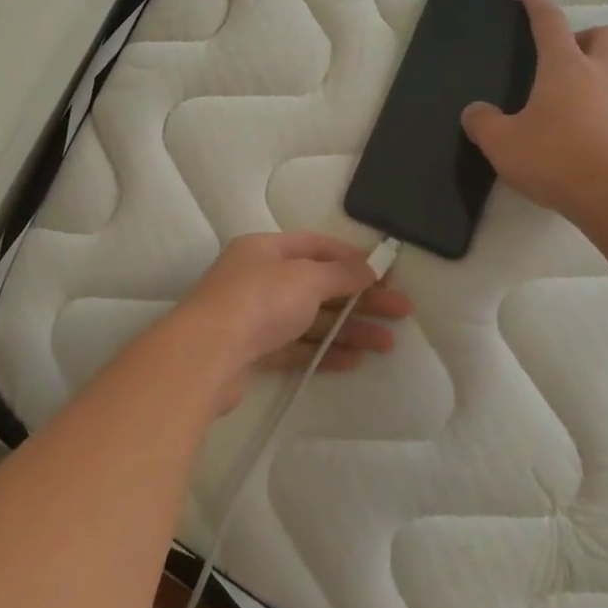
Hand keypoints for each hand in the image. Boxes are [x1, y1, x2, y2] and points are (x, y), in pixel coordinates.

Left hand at [168, 232, 410, 413]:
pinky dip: (324, 352)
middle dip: (359, 299)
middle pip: (318, 285)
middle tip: (400, 312)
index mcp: (265, 249)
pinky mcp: (252, 353)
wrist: (206, 355)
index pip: (315, 245)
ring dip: (348, 330)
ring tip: (387, 344)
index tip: (385, 272)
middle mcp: (258, 278)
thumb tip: (372, 267)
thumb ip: (342, 274)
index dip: (352, 257)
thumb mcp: (307, 278)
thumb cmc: (259, 300)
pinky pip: (296, 348)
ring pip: (310, 320)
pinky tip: (354, 361)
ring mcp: (253, 317)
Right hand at [461, 0, 607, 222]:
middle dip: (586, 36)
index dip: (538, 4)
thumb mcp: (502, 143)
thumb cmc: (556, 158)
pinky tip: (579, 147)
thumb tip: (476, 112)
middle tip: (562, 54)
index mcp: (565, 69)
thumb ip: (483, 123)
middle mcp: (600, 78)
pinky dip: (599, 120)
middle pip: (604, 37)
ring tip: (562, 115)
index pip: (551, 24)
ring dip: (592, 84)